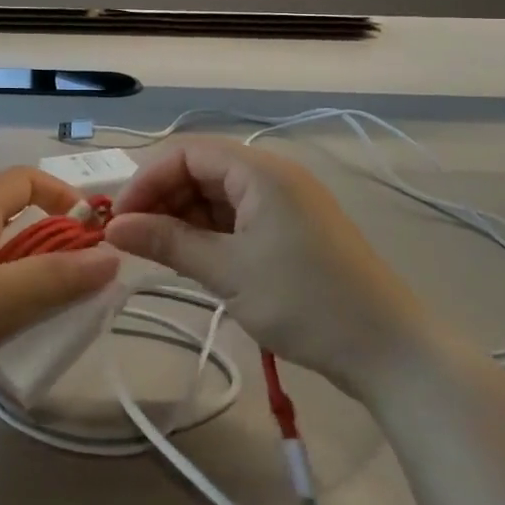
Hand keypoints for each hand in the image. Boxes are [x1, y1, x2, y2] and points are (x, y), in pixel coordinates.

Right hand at [105, 141, 434, 394]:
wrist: (390, 351)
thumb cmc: (305, 302)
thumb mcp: (228, 272)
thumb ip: (167, 242)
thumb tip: (113, 228)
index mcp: (259, 171)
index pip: (186, 153)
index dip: (147, 181)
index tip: (120, 221)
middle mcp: (272, 175)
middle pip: (200, 170)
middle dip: (162, 199)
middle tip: (133, 240)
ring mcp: (285, 202)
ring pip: (217, 195)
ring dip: (183, 218)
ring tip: (157, 253)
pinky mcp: (292, 229)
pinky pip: (237, 217)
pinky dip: (209, 232)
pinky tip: (192, 257)